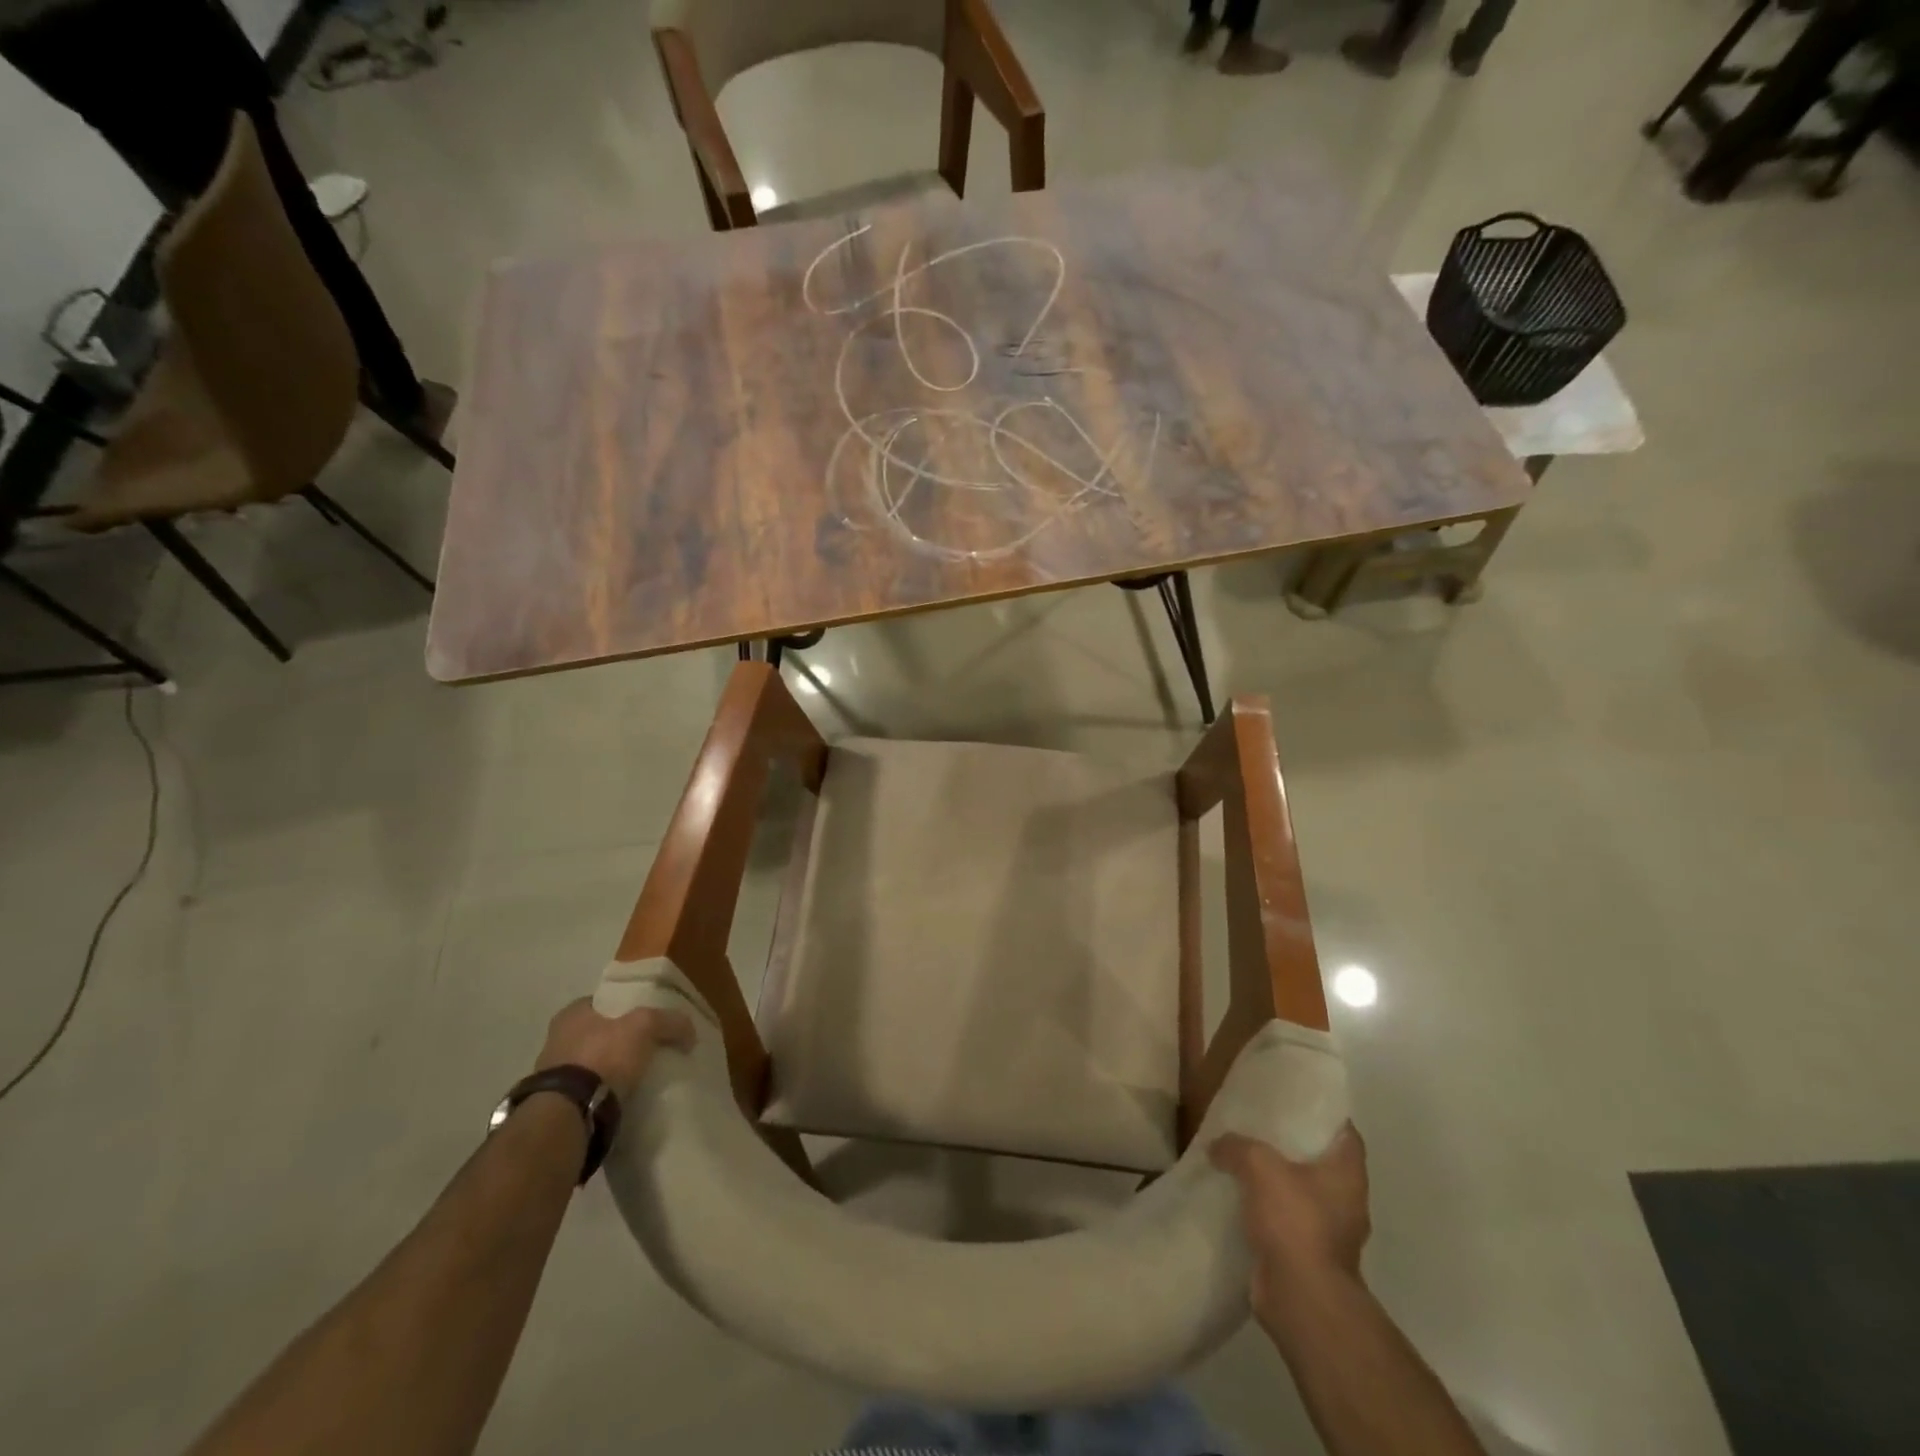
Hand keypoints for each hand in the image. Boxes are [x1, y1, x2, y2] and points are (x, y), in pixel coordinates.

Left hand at [534, 997, 694, 1103]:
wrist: (571, 1113)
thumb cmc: (603, 1056)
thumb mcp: (645, 1026)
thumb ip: (668, 1021)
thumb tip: (689, 1030)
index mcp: (571, 1014)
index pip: (604, 1002)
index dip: (627, 1007)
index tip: (649, 1018)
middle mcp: (556, 1039)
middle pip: (598, 1032)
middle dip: (620, 1039)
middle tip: (648, 1047)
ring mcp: (553, 1074)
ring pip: (592, 1063)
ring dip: (611, 1068)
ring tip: (639, 1075)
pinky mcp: (557, 1103)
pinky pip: (588, 1090)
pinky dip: (604, 1091)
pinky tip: (623, 1096)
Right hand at [1210, 1125, 1370, 1324]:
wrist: (1301, 1298)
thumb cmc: (1295, 1221)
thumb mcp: (1258, 1165)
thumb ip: (1236, 1146)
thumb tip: (1218, 1146)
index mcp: (1347, 1174)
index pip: (1344, 1132)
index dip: (1323, 1114)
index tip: (1295, 1100)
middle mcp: (1346, 1201)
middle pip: (1319, 1161)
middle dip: (1291, 1145)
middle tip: (1259, 1124)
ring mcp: (1330, 1232)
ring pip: (1300, 1192)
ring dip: (1275, 1180)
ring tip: (1241, 1159)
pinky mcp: (1308, 1255)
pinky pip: (1285, 1220)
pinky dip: (1266, 1210)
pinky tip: (1237, 1199)